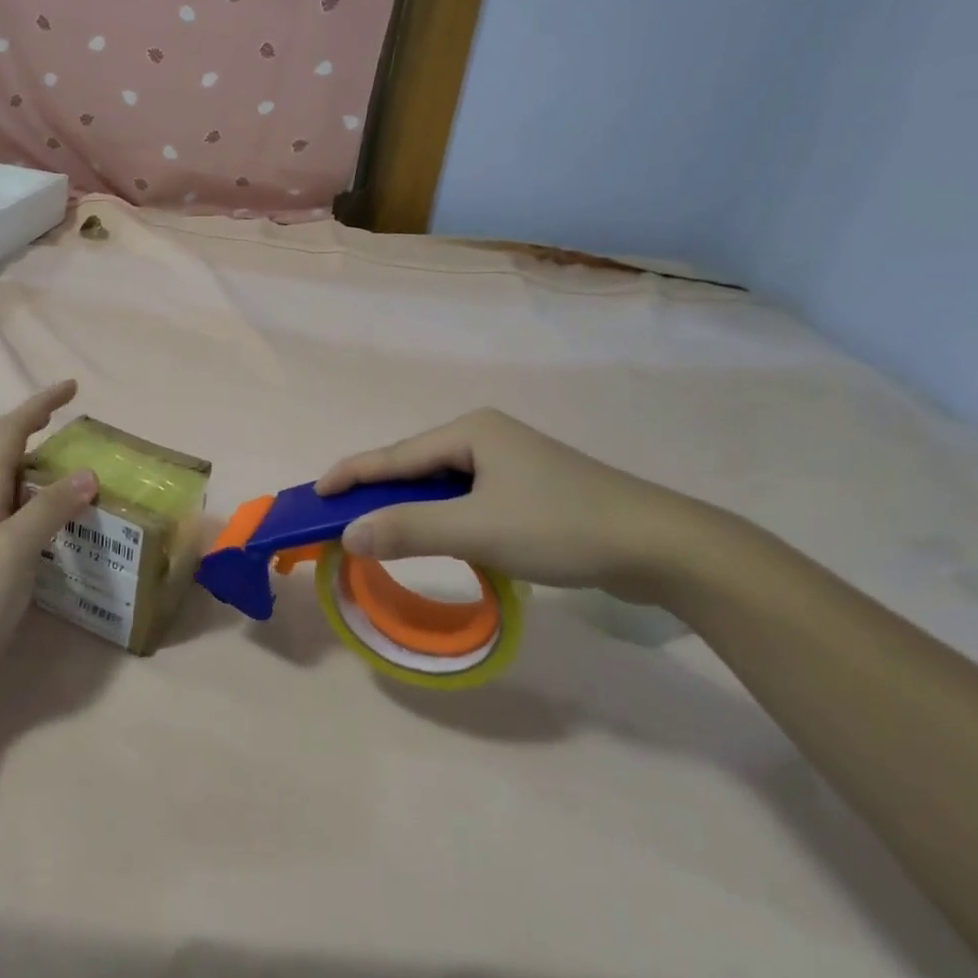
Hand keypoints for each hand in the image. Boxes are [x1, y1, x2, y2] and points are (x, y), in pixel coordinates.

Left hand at [0, 382, 98, 691]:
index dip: (39, 405)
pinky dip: (29, 491)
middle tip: (54, 420)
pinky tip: (49, 510)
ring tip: (58, 459)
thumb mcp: (16, 547)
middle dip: (20, 421)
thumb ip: (51, 507)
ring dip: (23, 453)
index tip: (71, 387)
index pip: (11, 431)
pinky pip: (7, 504)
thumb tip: (90, 473)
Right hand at [316, 410, 719, 603]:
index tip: (314, 494)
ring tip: (381, 532)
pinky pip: (468, 498)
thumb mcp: (478, 530)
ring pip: (443, 485)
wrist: (662, 546)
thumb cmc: (561, 526)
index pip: (395, 455)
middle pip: (416, 467)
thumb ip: (409, 530)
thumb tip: (348, 534)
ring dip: (412, 509)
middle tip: (342, 519)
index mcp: (470, 431)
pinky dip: (444, 517)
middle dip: (379, 493)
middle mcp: (486, 436)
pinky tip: (440, 536)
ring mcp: (511, 461)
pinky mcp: (531, 488)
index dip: (351, 475)